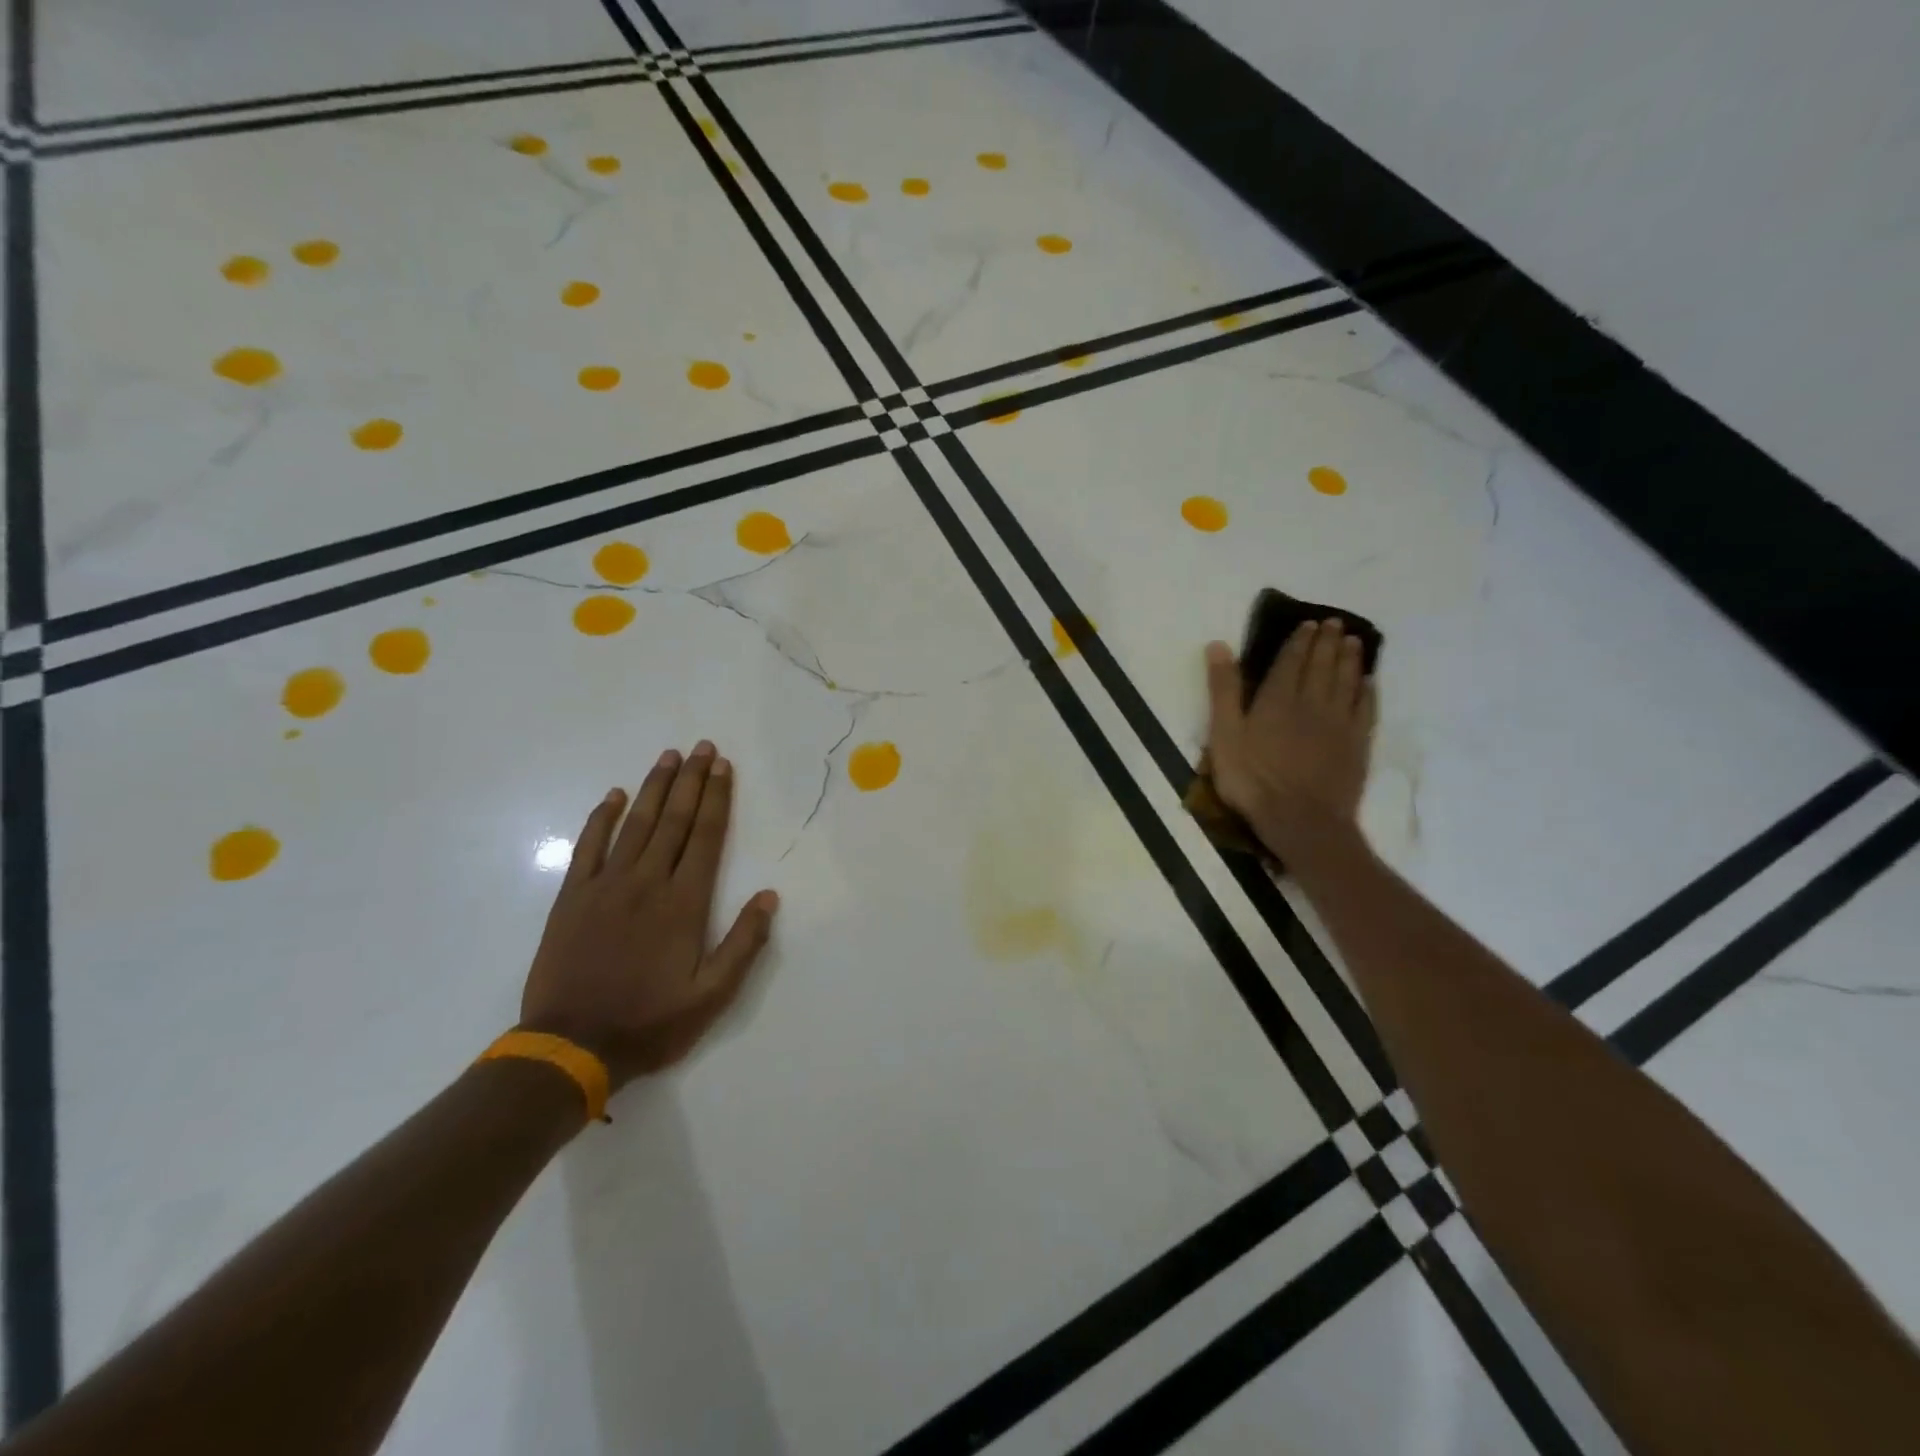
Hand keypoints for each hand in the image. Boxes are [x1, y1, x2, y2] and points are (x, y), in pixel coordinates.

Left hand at [520, 742, 778, 1089]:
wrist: (571, 1046)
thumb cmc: (649, 1022)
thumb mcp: (711, 996)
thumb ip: (743, 944)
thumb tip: (769, 896)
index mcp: (684, 903)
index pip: (706, 837)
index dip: (717, 798)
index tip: (723, 767)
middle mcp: (648, 883)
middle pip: (675, 820)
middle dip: (691, 781)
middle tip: (702, 747)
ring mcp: (606, 886)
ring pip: (636, 824)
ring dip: (655, 788)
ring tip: (669, 757)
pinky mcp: (572, 898)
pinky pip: (589, 847)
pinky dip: (602, 818)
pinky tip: (614, 796)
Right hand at [1204, 620, 1376, 866]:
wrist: (1301, 820)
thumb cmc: (1252, 780)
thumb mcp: (1224, 735)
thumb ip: (1224, 691)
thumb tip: (1219, 645)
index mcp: (1277, 699)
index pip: (1291, 661)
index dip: (1300, 641)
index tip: (1309, 623)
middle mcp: (1312, 703)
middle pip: (1322, 666)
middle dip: (1328, 642)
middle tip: (1335, 623)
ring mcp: (1338, 724)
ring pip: (1347, 682)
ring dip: (1350, 659)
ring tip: (1354, 641)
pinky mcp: (1356, 744)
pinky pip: (1365, 709)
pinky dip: (1367, 691)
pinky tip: (1368, 682)